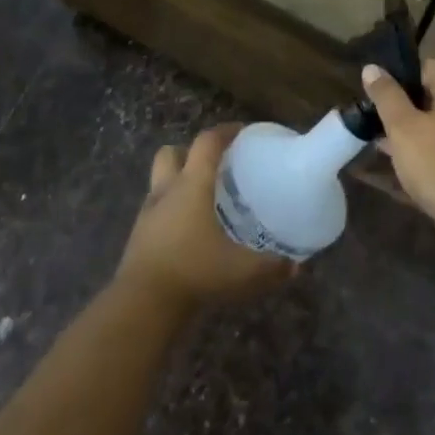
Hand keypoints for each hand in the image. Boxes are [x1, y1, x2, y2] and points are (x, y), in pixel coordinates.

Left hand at [114, 125, 294, 310]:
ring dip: (178, 180)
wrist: (143, 303)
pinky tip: (189, 230)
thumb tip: (295, 266)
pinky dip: (171, 211)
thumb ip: (273, 267)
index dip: (225, 131)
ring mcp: (148, 213)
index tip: (243, 132)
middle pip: (172, 152)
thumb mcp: (243, 271)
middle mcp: (167, 190)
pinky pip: (156, 210)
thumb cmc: (196, 272)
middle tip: (216, 165)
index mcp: (193, 185)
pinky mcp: (139, 236)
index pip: (207, 142)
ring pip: (160, 180)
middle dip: (192, 151)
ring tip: (203, 197)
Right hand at [364, 59, 434, 267]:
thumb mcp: (403, 126)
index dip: (399, 72)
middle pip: (428, 96)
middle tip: (368, 112)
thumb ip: (386, 95)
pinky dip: (415, 151)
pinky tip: (392, 161)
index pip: (427, 67)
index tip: (373, 85)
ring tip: (373, 135)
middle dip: (398, 103)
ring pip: (430, 125)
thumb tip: (372, 67)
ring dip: (404, 130)